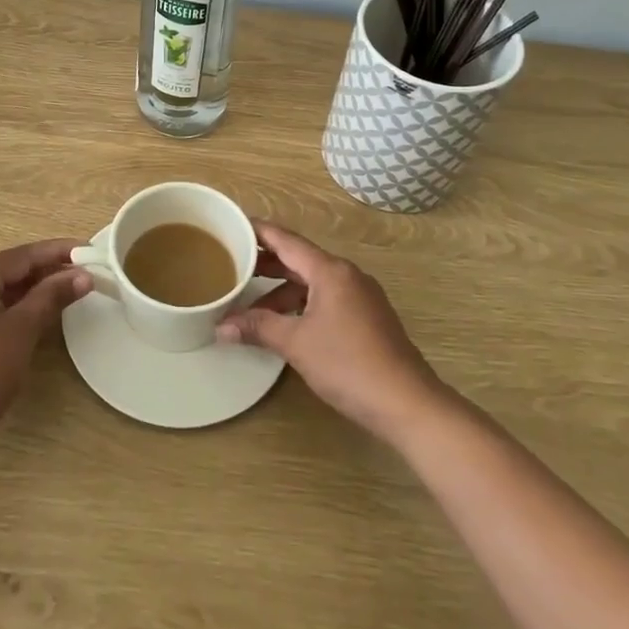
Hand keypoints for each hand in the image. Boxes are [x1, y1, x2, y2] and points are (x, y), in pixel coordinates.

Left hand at [0, 239, 91, 471]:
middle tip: (79, 275)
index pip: (19, 256)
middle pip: (2, 273)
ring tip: (58, 296)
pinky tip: (23, 323)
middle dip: (42, 273)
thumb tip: (82, 275)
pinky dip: (4, 312)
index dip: (56, 251)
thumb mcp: (21, 332)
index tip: (86, 250)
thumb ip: (51, 297)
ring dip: (24, 294)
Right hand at [218, 221, 445, 441]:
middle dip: (266, 263)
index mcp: (330, 271)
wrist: (406, 403)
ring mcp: (360, 296)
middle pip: (299, 259)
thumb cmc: (348, 364)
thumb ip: (258, 328)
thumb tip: (221, 326)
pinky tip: (285, 324)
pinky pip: (326, 298)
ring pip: (313, 282)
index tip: (233, 225)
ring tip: (252, 304)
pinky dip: (301, 304)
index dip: (259, 232)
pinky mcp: (367, 318)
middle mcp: (347, 275)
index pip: (286, 240)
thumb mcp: (296, 344)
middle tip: (232, 265)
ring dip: (283, 290)